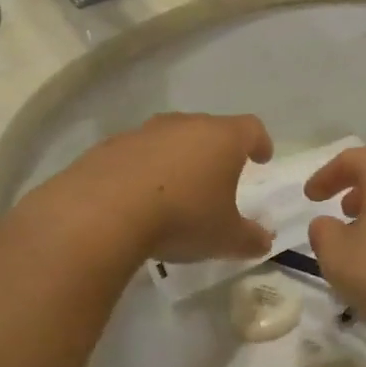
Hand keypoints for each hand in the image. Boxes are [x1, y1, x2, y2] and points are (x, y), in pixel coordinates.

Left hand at [45, 113, 274, 263]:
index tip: (262, 158)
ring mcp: (144, 132)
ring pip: (171, 139)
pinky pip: (137, 154)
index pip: (251, 129)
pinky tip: (139, 199)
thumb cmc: (182, 218)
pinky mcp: (109, 147)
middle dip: (217, 150)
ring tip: (177, 189)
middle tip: (220, 176)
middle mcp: (185, 125)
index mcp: (222, 138)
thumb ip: (250, 238)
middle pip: (209, 129)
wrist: (101, 214)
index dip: (260, 142)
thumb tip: (264, 241)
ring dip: (178, 158)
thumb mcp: (225, 238)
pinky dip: (144, 170)